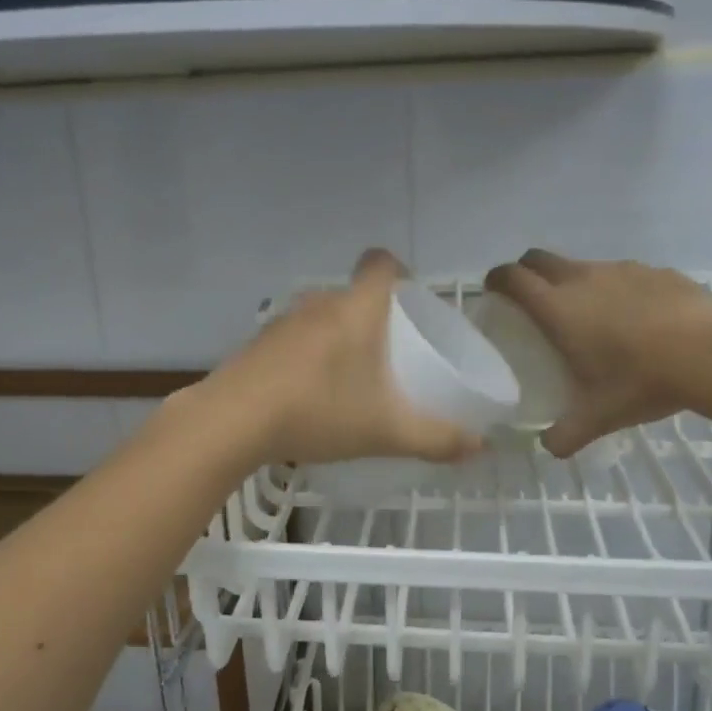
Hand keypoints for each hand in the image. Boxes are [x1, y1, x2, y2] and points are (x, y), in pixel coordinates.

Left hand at [204, 249, 485, 466]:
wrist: (232, 422)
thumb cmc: (319, 411)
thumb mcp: (386, 431)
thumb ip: (436, 438)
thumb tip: (479, 448)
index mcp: (357, 309)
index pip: (382, 263)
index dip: (400, 272)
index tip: (410, 303)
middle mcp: (319, 304)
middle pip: (354, 295)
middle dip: (375, 318)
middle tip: (390, 355)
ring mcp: (282, 322)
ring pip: (322, 318)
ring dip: (338, 339)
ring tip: (350, 379)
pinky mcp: (257, 344)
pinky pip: (295, 339)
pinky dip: (308, 357)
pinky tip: (308, 395)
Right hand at [483, 249, 711, 456]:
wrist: (711, 354)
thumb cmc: (640, 381)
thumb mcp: (598, 416)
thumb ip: (566, 434)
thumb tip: (549, 448)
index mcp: (558, 308)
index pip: (513, 277)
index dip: (497, 279)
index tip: (494, 291)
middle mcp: (583, 279)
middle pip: (540, 259)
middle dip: (527, 272)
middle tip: (531, 299)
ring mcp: (621, 270)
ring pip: (583, 266)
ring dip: (574, 282)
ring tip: (590, 316)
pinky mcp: (656, 271)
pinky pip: (624, 274)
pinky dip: (618, 289)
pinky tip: (637, 318)